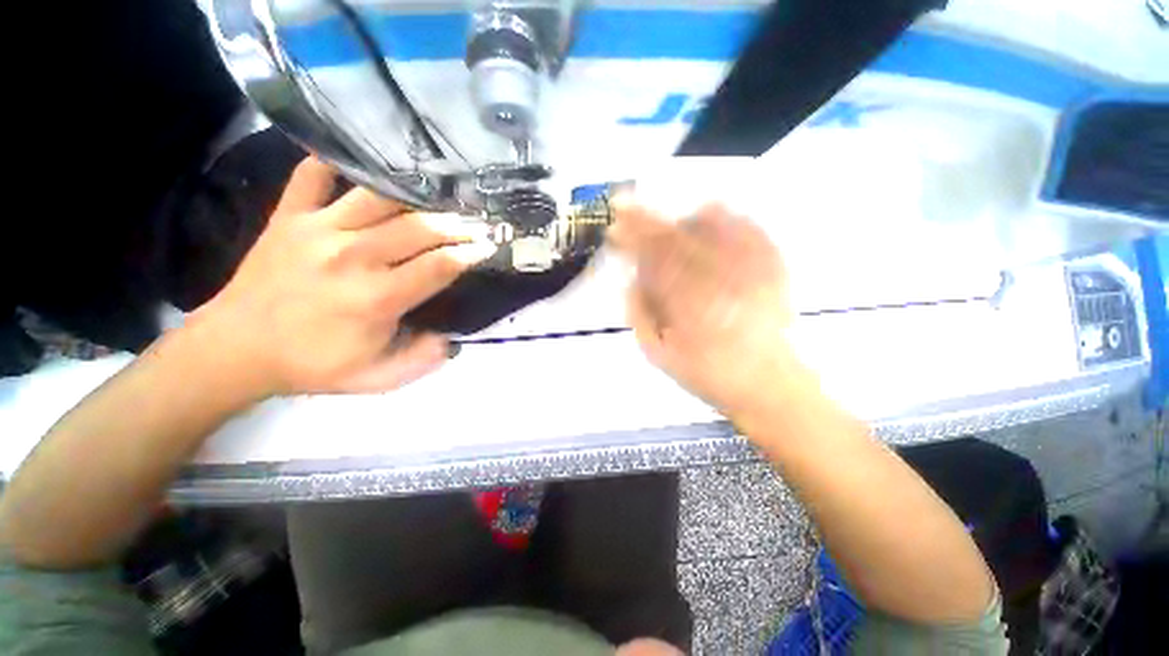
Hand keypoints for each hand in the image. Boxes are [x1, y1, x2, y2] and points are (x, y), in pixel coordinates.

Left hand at [191, 157, 495, 397]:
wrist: (236, 348)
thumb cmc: (312, 365)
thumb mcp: (377, 380)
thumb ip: (422, 361)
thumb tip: (451, 337)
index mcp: (376, 298)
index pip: (439, 266)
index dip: (469, 254)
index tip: (487, 247)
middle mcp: (352, 257)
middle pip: (418, 227)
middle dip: (456, 224)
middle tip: (476, 223)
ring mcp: (318, 230)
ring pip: (379, 197)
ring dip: (416, 196)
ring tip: (438, 197)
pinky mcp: (289, 216)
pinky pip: (313, 175)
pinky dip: (336, 164)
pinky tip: (360, 164)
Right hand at [607, 198, 797, 417]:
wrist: (768, 384)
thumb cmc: (708, 374)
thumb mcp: (659, 356)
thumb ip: (640, 316)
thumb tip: (630, 281)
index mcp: (689, 308)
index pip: (653, 260)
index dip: (631, 238)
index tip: (615, 227)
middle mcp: (720, 284)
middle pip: (677, 238)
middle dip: (647, 220)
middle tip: (626, 207)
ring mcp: (750, 272)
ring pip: (711, 227)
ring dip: (679, 216)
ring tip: (664, 217)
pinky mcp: (773, 268)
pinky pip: (747, 229)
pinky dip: (724, 217)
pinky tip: (709, 212)